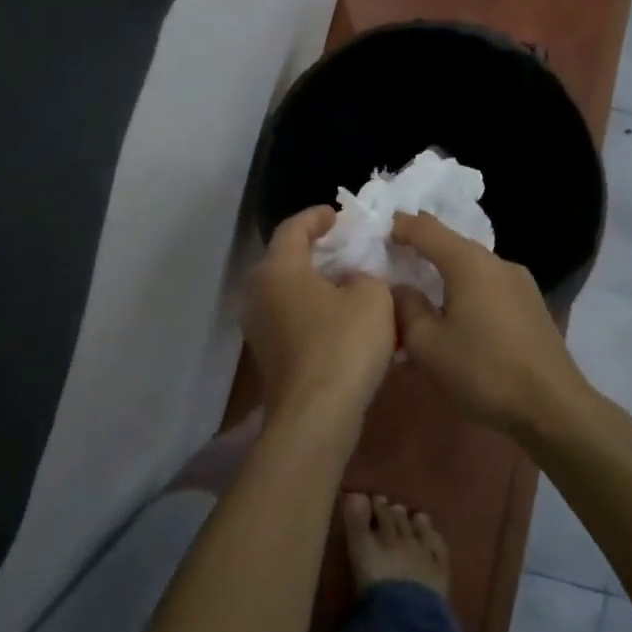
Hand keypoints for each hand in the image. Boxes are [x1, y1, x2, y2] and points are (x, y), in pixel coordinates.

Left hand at [244, 206, 395, 428]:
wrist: (316, 416)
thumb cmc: (343, 344)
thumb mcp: (373, 296)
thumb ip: (366, 275)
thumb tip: (355, 281)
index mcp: (277, 268)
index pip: (293, 227)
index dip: (317, 217)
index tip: (339, 215)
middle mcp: (258, 292)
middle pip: (284, 257)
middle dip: (315, 249)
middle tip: (345, 246)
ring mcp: (258, 326)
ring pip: (286, 289)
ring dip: (314, 281)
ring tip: (347, 281)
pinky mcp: (267, 354)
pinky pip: (289, 316)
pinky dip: (312, 308)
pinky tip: (340, 317)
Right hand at [389, 212, 590, 435]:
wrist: (553, 407)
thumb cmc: (483, 370)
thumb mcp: (427, 345)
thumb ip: (405, 307)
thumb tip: (399, 287)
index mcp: (468, 262)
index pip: (424, 227)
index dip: (397, 226)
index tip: (373, 233)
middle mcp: (496, 261)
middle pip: (450, 244)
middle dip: (419, 250)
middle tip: (391, 262)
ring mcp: (519, 281)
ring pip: (471, 266)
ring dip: (444, 274)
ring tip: (422, 293)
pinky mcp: (531, 304)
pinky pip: (488, 285)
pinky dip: (466, 290)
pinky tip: (457, 316)